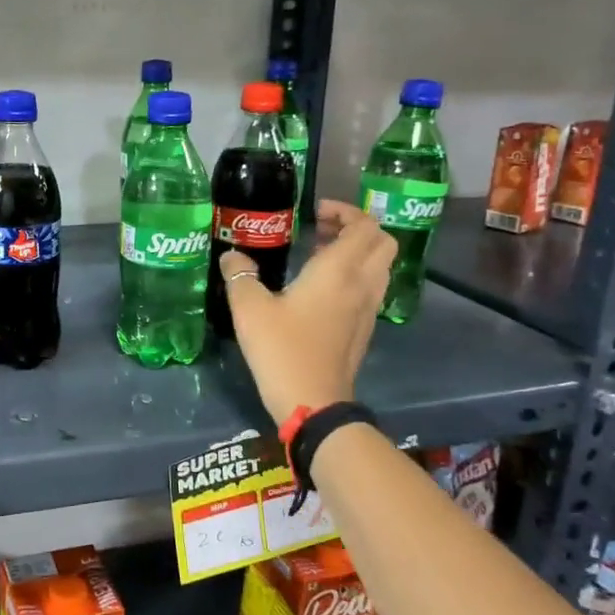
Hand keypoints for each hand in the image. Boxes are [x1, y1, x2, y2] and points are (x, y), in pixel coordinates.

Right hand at [219, 200, 393, 425]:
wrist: (313, 402)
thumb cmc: (281, 348)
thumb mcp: (249, 308)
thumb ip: (240, 274)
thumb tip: (232, 255)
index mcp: (339, 271)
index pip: (365, 226)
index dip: (345, 211)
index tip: (315, 213)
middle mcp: (362, 284)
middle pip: (382, 242)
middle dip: (356, 228)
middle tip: (321, 230)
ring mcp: (367, 309)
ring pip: (379, 266)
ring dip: (357, 252)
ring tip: (319, 255)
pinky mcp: (364, 330)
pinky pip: (370, 289)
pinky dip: (355, 276)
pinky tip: (321, 289)